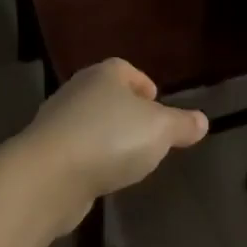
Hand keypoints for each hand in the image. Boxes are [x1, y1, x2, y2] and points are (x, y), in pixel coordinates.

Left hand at [18, 58, 208, 228]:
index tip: (156, 102)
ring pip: (89, 123)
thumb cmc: (110, 139)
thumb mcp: (160, 130)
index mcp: (104, 75)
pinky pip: (76, 150)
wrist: (48, 177)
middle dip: (126, 111)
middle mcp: (76, 91)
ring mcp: (56, 123)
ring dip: (107, 137)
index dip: (142, 83)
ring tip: (127, 158)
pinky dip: (90, 159)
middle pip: (106, 95)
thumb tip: (202, 120)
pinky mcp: (45, 154)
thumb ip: (182, 124)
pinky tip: (102, 176)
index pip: (125, 69)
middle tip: (147, 132)